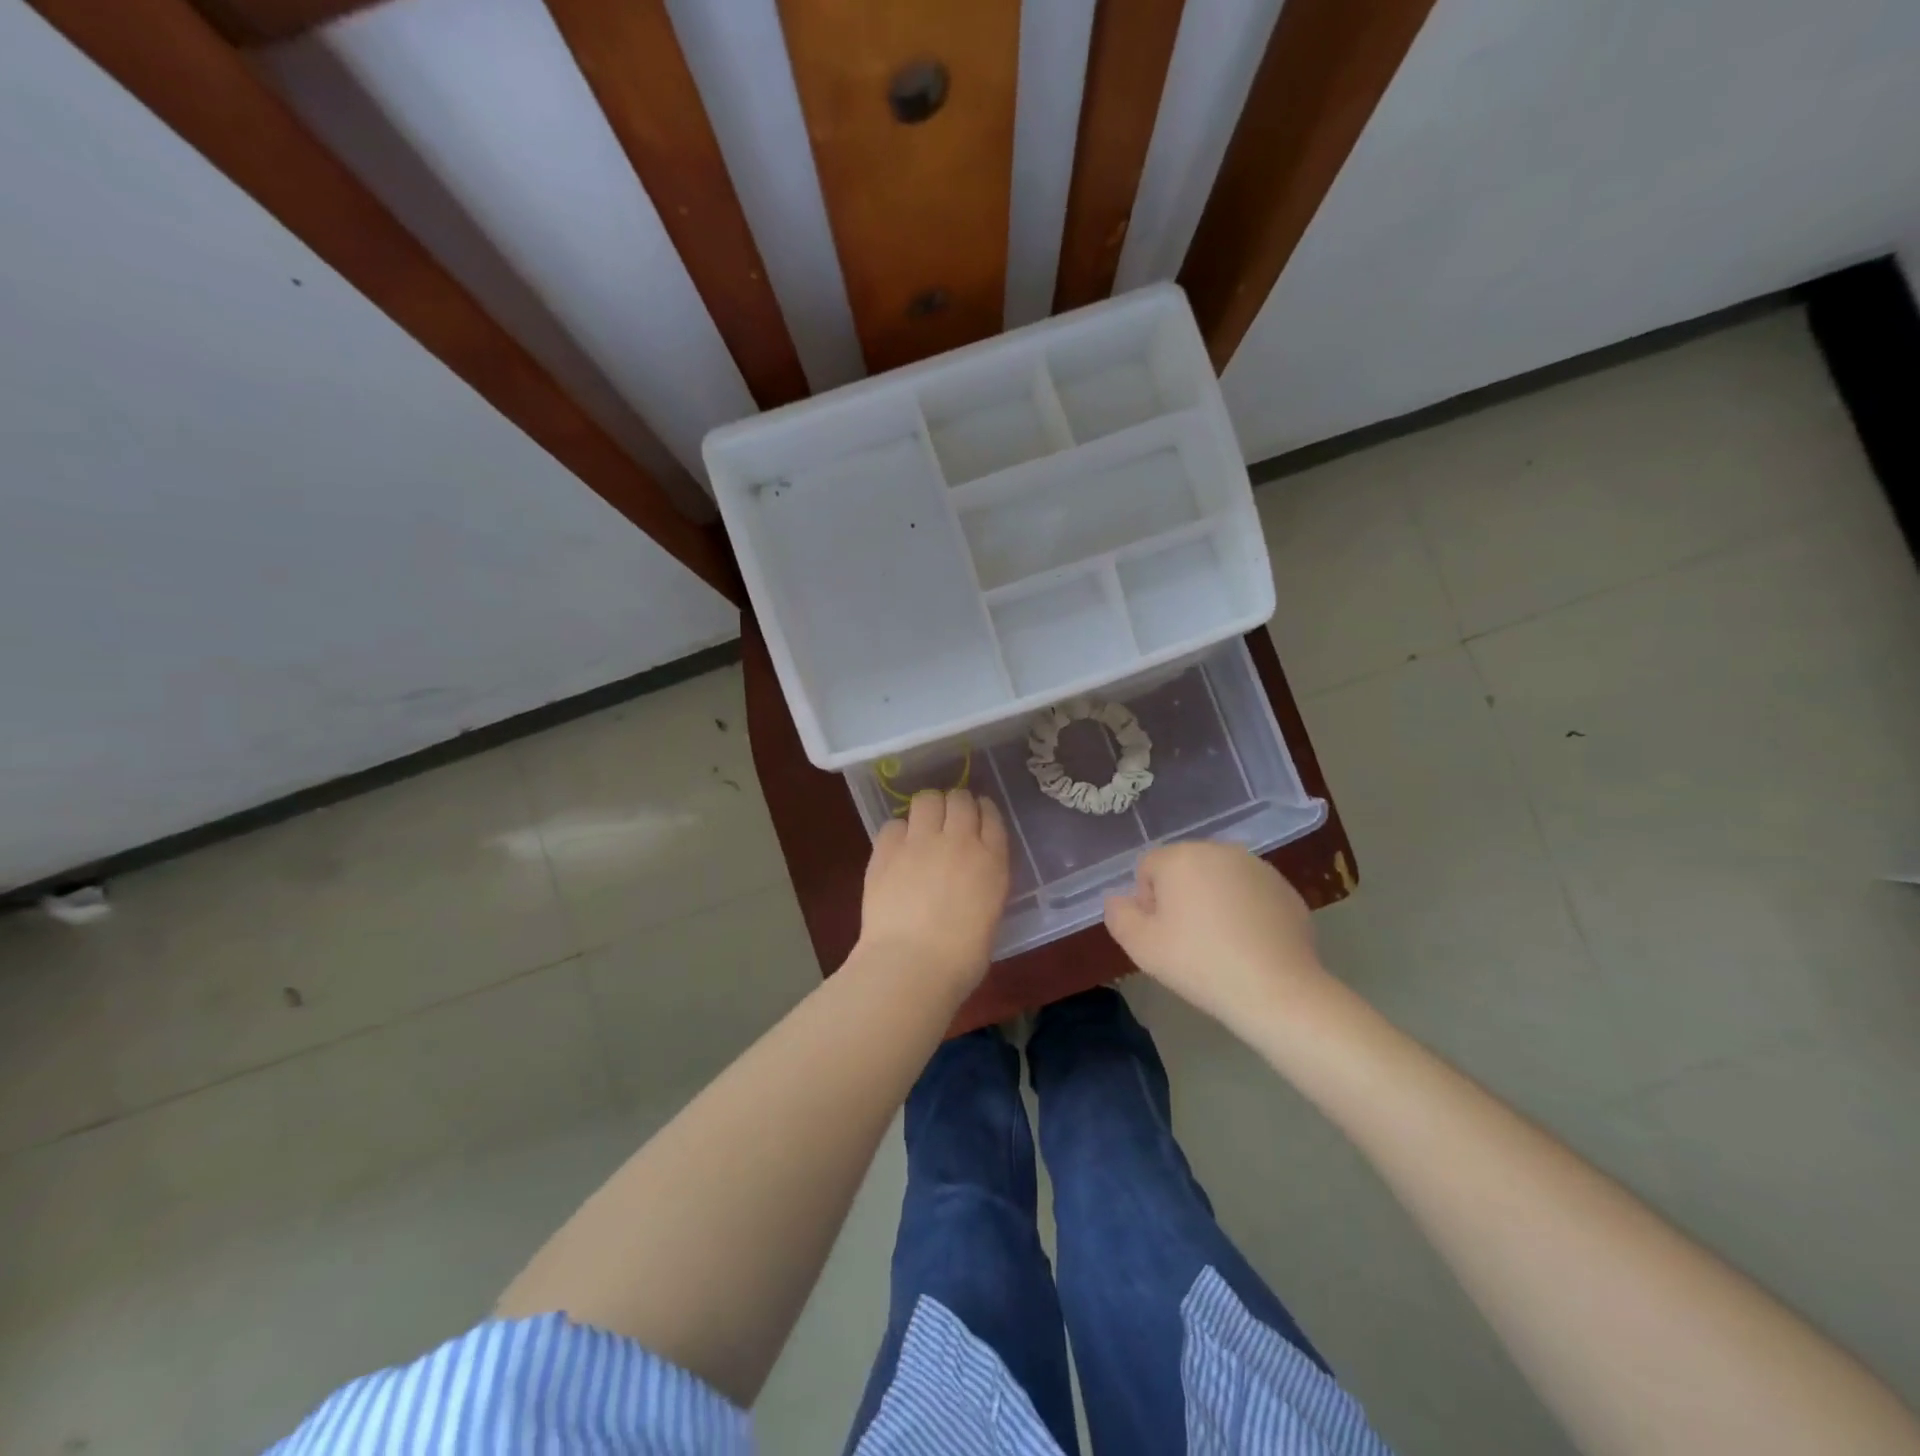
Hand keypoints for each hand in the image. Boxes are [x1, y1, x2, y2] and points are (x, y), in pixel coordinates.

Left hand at [859, 788, 1009, 993]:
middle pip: (959, 799)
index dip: (983, 813)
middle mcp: (958, 840)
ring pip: (927, 799)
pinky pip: (894, 823)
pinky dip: (899, 832)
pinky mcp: (886, 849)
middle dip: (956, 805)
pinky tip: (898, 850)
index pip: (991, 816)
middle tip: (949, 822)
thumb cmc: (961, 958)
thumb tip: (970, 876)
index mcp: (991, 860)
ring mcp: (920, 841)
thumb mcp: (989, 915)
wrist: (911, 965)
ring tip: (923, 828)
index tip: (977, 819)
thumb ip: (984, 883)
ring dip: (928, 809)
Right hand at [1103, 841, 1332, 1035]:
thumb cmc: (1200, 963)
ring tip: (1220, 944)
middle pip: (1184, 868)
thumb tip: (1118, 899)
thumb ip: (1118, 914)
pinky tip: (1249, 945)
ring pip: (1218, 879)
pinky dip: (1244, 910)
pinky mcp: (1285, 889)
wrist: (1277, 990)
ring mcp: (1258, 867)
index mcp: (1181, 857)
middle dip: (1180, 896)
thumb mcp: (1141, 946)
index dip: (1147, 903)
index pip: (1148, 868)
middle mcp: (1220, 850)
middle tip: (1188, 940)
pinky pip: (1249, 893)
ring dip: (1212, 901)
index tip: (1162, 934)